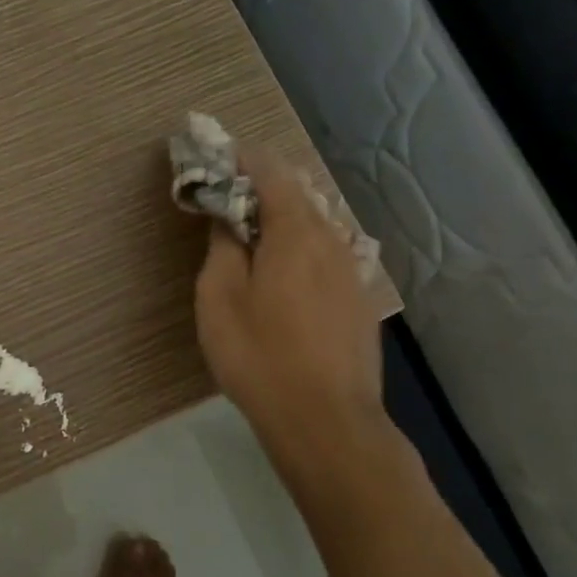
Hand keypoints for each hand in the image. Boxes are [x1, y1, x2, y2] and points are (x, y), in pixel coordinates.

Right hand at [195, 146, 385, 450]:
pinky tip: (286, 269)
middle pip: (300, 196)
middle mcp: (331, 242)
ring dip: (285, 216)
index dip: (244, 159)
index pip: (273, 174)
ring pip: (317, 225)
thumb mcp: (219, 299)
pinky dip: (302, 245)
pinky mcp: (358, 301)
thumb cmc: (259, 355)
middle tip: (230, 193)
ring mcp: (351, 272)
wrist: (326, 420)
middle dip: (265, 185)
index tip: (218, 156)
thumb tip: (229, 219)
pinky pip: (328, 253)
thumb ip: (223, 249)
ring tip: (254, 229)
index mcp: (295, 234)